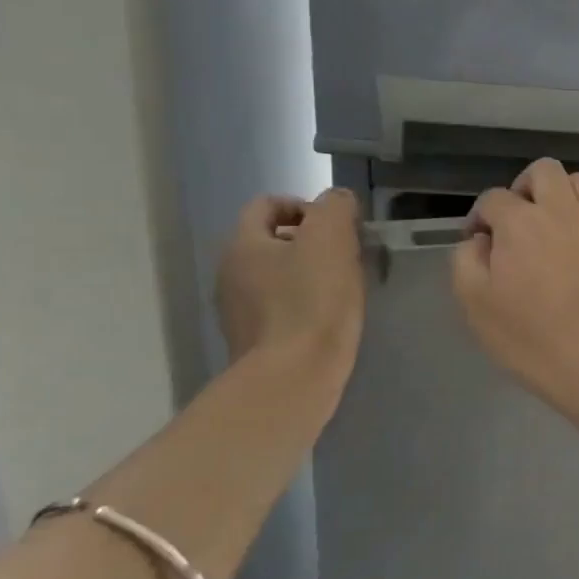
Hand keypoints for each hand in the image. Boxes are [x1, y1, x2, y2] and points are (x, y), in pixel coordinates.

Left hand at [216, 189, 366, 397]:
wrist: (294, 378)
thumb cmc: (312, 302)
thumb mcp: (331, 239)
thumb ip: (335, 208)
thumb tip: (337, 201)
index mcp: (243, 244)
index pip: (267, 205)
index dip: (306, 206)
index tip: (339, 227)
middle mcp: (231, 274)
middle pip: (272, 241)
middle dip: (311, 243)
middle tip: (347, 257)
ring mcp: (240, 311)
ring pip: (278, 277)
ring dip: (310, 275)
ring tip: (344, 289)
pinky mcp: (257, 342)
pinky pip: (282, 309)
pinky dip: (306, 306)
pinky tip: (330, 319)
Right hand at [452, 159, 578, 414]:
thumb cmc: (532, 337)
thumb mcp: (476, 304)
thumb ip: (467, 261)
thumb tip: (480, 241)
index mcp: (521, 221)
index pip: (493, 198)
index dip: (479, 217)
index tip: (478, 243)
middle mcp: (562, 212)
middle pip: (544, 171)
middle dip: (524, 187)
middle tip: (516, 221)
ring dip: (561, 196)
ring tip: (550, 228)